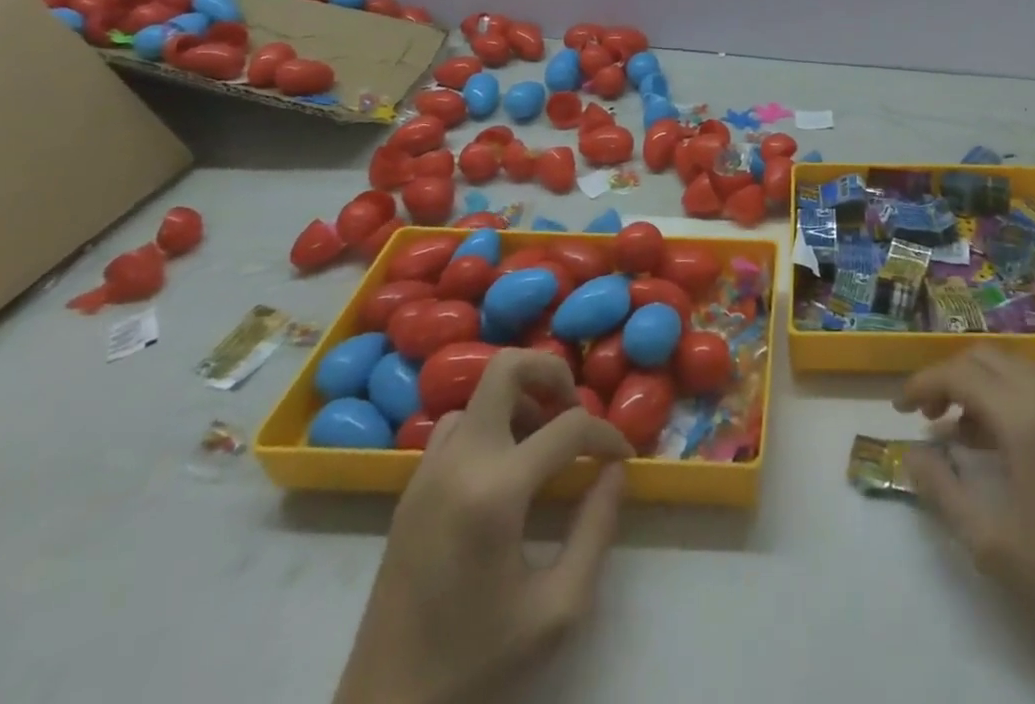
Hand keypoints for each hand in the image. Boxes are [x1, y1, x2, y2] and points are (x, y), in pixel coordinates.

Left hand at [334, 350, 633, 703]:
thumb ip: (597, 528)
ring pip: (480, 396)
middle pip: (507, 368)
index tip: (624, 457)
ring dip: (520, 401)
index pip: (569, 425)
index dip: (607, 433)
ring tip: (543, 444)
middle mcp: (458, 462)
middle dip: (552, 373)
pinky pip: (456, 426)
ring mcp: (427, 471)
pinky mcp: (410, 489)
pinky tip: (506, 470)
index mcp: (495, 491)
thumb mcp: (558, 608)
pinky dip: (490, 426)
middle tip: (575, 412)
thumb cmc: (476, 665)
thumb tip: (615, 469)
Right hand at [897, 348, 1034, 703]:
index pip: (962, 374)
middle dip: (949, 376)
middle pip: (987, 358)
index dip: (923, 383)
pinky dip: (1005, 400)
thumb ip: (942, 489)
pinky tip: (994, 445)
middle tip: (924, 414)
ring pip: (1014, 371)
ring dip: (978, 386)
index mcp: (1026, 419)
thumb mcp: (988, 543)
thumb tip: (910, 452)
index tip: (899, 408)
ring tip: (954, 429)